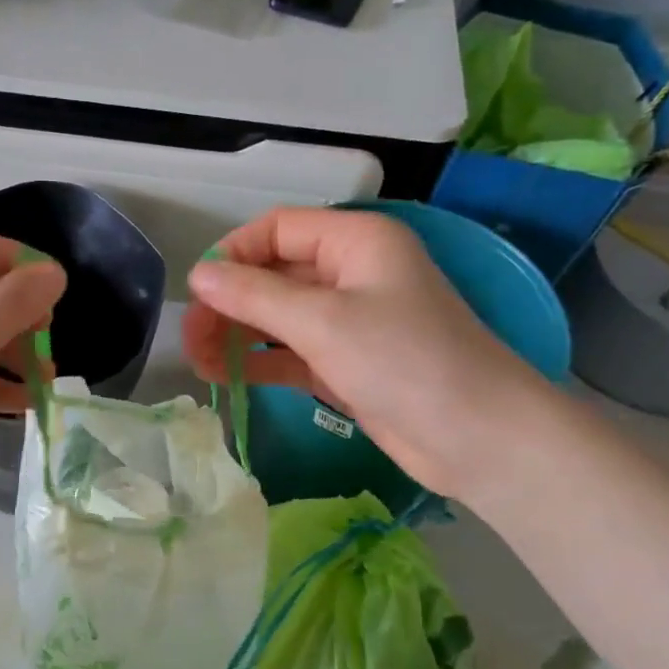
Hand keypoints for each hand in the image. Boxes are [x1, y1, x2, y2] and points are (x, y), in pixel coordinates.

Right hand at [183, 207, 551, 501]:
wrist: (478, 438)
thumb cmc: (405, 361)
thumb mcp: (323, 322)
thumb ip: (255, 296)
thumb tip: (198, 274)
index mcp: (355, 241)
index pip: (277, 229)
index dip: (232, 255)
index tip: (198, 293)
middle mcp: (350, 274)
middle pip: (272, 275)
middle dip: (229, 303)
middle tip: (191, 340)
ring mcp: (348, 322)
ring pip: (277, 317)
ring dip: (237, 335)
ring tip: (199, 363)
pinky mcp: (345, 364)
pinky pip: (290, 353)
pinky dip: (259, 362)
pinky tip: (224, 377)